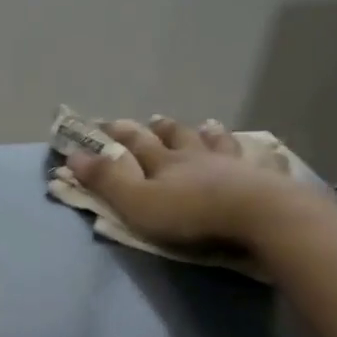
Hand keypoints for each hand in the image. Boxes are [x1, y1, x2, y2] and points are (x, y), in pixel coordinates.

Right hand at [67, 117, 289, 249]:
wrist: (259, 217)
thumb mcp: (137, 203)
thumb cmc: (191, 214)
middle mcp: (197, 156)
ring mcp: (233, 166)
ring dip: (206, 134)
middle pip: (176, 137)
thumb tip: (73, 154)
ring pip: (215, 143)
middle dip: (161, 129)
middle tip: (155, 119)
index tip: (104, 124)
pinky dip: (252, 154)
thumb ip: (107, 181)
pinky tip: (259, 153)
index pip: (136, 143)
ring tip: (205, 125)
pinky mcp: (264, 181)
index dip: (118, 134)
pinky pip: (256, 162)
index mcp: (165, 162)